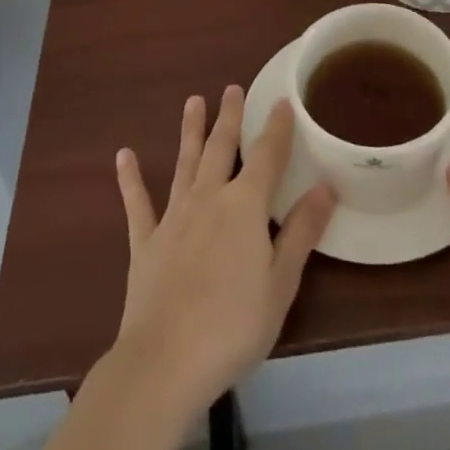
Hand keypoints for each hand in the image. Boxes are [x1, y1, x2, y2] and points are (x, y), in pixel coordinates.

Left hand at [111, 86, 336, 417]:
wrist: (165, 362)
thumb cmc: (234, 326)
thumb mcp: (281, 283)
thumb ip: (301, 231)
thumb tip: (325, 186)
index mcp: (245, 206)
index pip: (266, 156)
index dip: (276, 128)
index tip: (281, 101)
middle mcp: (209, 198)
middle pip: (221, 148)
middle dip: (229, 117)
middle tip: (231, 88)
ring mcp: (173, 217)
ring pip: (184, 163)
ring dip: (190, 131)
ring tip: (193, 101)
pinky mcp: (145, 242)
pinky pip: (138, 204)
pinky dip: (130, 179)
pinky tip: (123, 156)